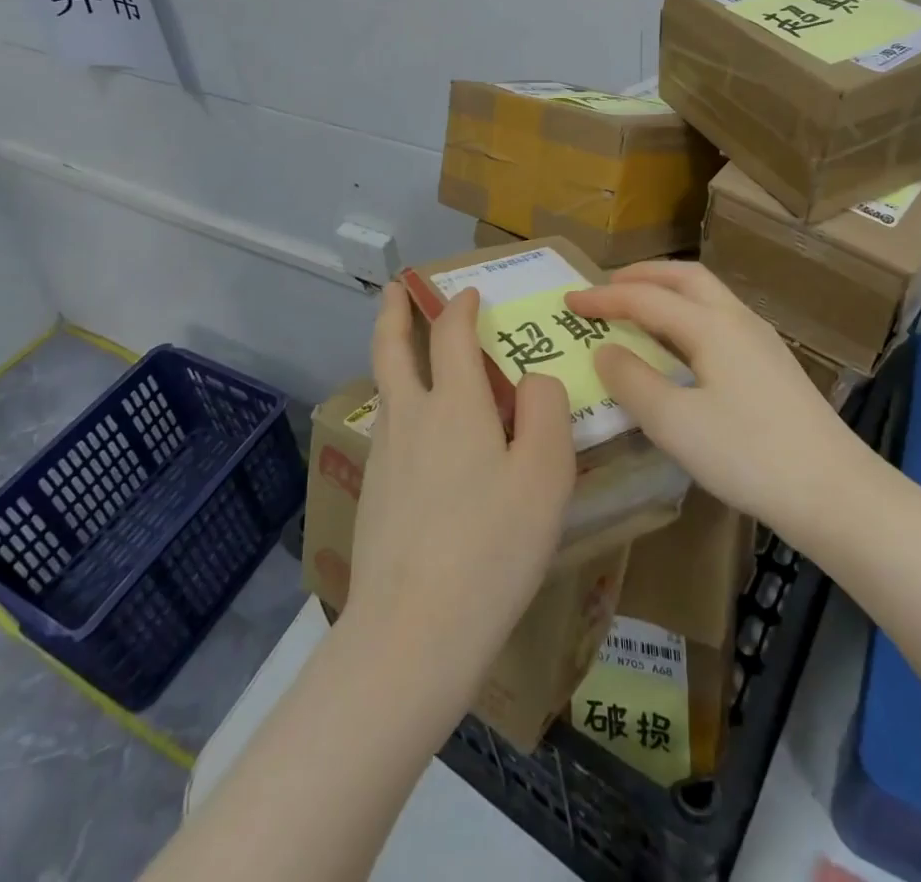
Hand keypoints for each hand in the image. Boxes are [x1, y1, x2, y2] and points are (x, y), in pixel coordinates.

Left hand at [349, 281, 576, 709]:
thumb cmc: (492, 546)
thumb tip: (534, 380)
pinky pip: (389, 432)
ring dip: (394, 358)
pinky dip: (400, 408)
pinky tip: (418, 438)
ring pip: (386, 390)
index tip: (468, 294)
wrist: (414, 630)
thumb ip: (547, 411)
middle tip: (397, 289)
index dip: (460, 307)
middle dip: (395, 313)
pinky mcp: (373, 494)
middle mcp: (410, 418)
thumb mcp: (545, 475)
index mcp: (453, 404)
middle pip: (392, 349)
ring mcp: (384, 457)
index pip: (451, 334)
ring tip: (409, 355)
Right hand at [565, 262, 876, 545]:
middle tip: (608, 286)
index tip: (569, 301)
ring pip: (708, 296)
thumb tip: (606, 350)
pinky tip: (682, 347)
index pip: (645, 298)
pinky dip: (688, 315)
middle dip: (643, 275)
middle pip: (685, 278)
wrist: (836, 492)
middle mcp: (738, 320)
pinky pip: (720, 319)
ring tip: (639, 309)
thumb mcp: (674, 423)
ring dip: (668, 292)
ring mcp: (762, 341)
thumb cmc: (748, 455)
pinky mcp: (773, 365)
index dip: (603, 298)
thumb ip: (632, 381)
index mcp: (711, 326)